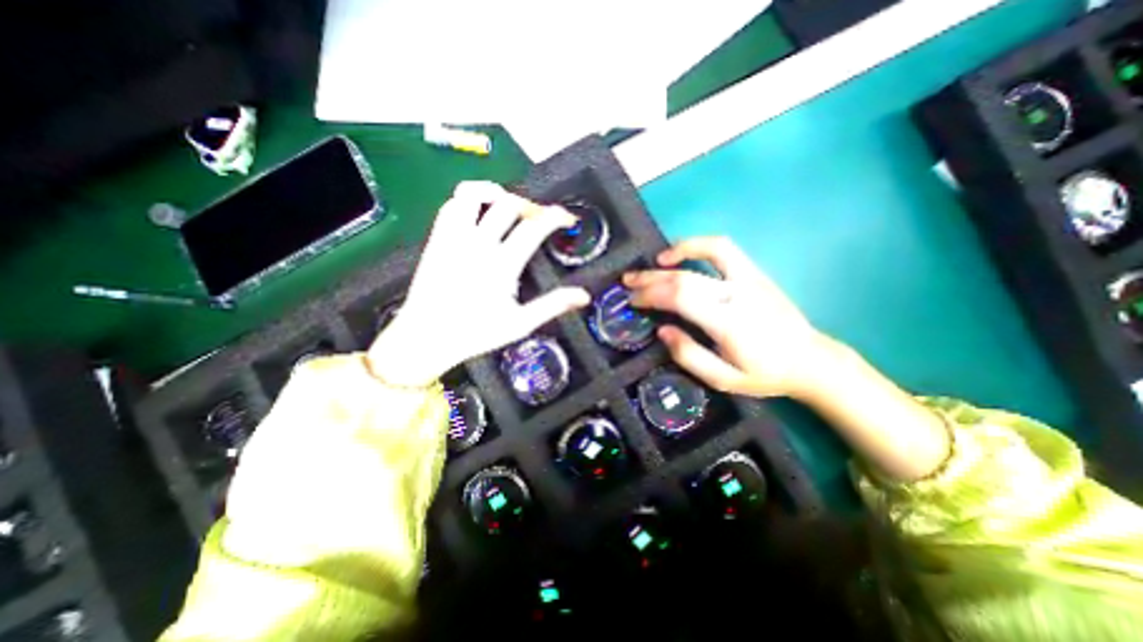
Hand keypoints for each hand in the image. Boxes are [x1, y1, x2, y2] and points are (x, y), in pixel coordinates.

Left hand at [372, 180, 593, 385]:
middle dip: (530, 206)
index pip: (534, 227)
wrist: (426, 337)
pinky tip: (478, 215)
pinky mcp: (437, 239)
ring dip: (495, 194)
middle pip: (508, 204)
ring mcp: (454, 238)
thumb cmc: (476, 333)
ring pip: (473, 194)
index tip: (567, 218)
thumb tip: (583, 295)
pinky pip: (451, 205)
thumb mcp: (520, 324)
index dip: (555, 216)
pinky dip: (468, 201)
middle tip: (538, 220)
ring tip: (507, 207)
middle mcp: (478, 244)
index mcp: (502, 265)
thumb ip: (552, 305)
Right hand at [623, 237, 831, 394]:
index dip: (651, 295)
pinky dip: (698, 245)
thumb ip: (689, 356)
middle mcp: (737, 294)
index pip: (680, 298)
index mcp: (728, 323)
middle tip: (627, 283)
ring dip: (672, 255)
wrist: (810, 361)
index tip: (632, 301)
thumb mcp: (723, 379)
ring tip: (650, 263)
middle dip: (650, 279)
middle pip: (685, 277)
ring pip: (704, 254)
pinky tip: (681, 253)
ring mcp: (748, 279)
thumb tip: (662, 330)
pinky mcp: (754, 273)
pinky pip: (723, 248)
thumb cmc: (764, 374)